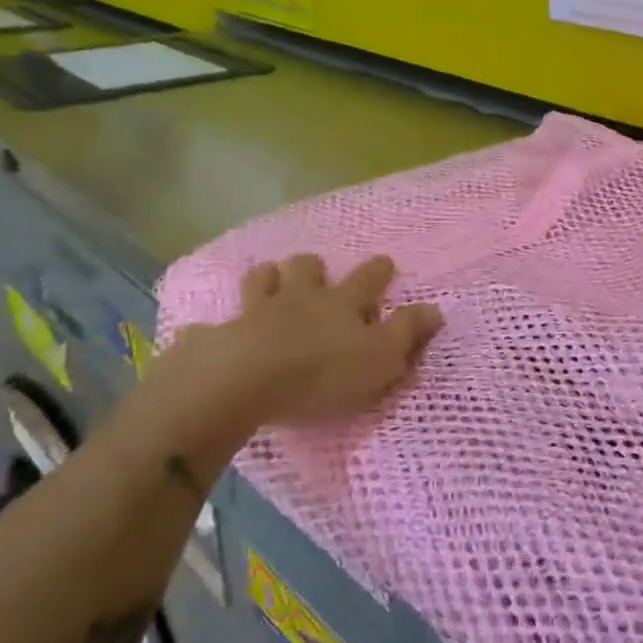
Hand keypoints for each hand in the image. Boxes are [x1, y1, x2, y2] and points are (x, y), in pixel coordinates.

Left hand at [141, 254, 443, 435]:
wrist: (244, 380)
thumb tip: (435, 309)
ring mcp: (255, 311)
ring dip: (268, 278)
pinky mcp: (219, 335)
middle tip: (317, 271)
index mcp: (340, 304)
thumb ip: (407, 333)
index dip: (378, 270)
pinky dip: (212, 327)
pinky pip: (212, 326)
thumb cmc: (322, 372)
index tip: (384, 262)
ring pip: (262, 280)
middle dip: (314, 267)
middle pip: (307, 268)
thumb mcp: (380, 357)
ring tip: (269, 280)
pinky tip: (207, 332)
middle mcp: (299, 298)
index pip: (366, 279)